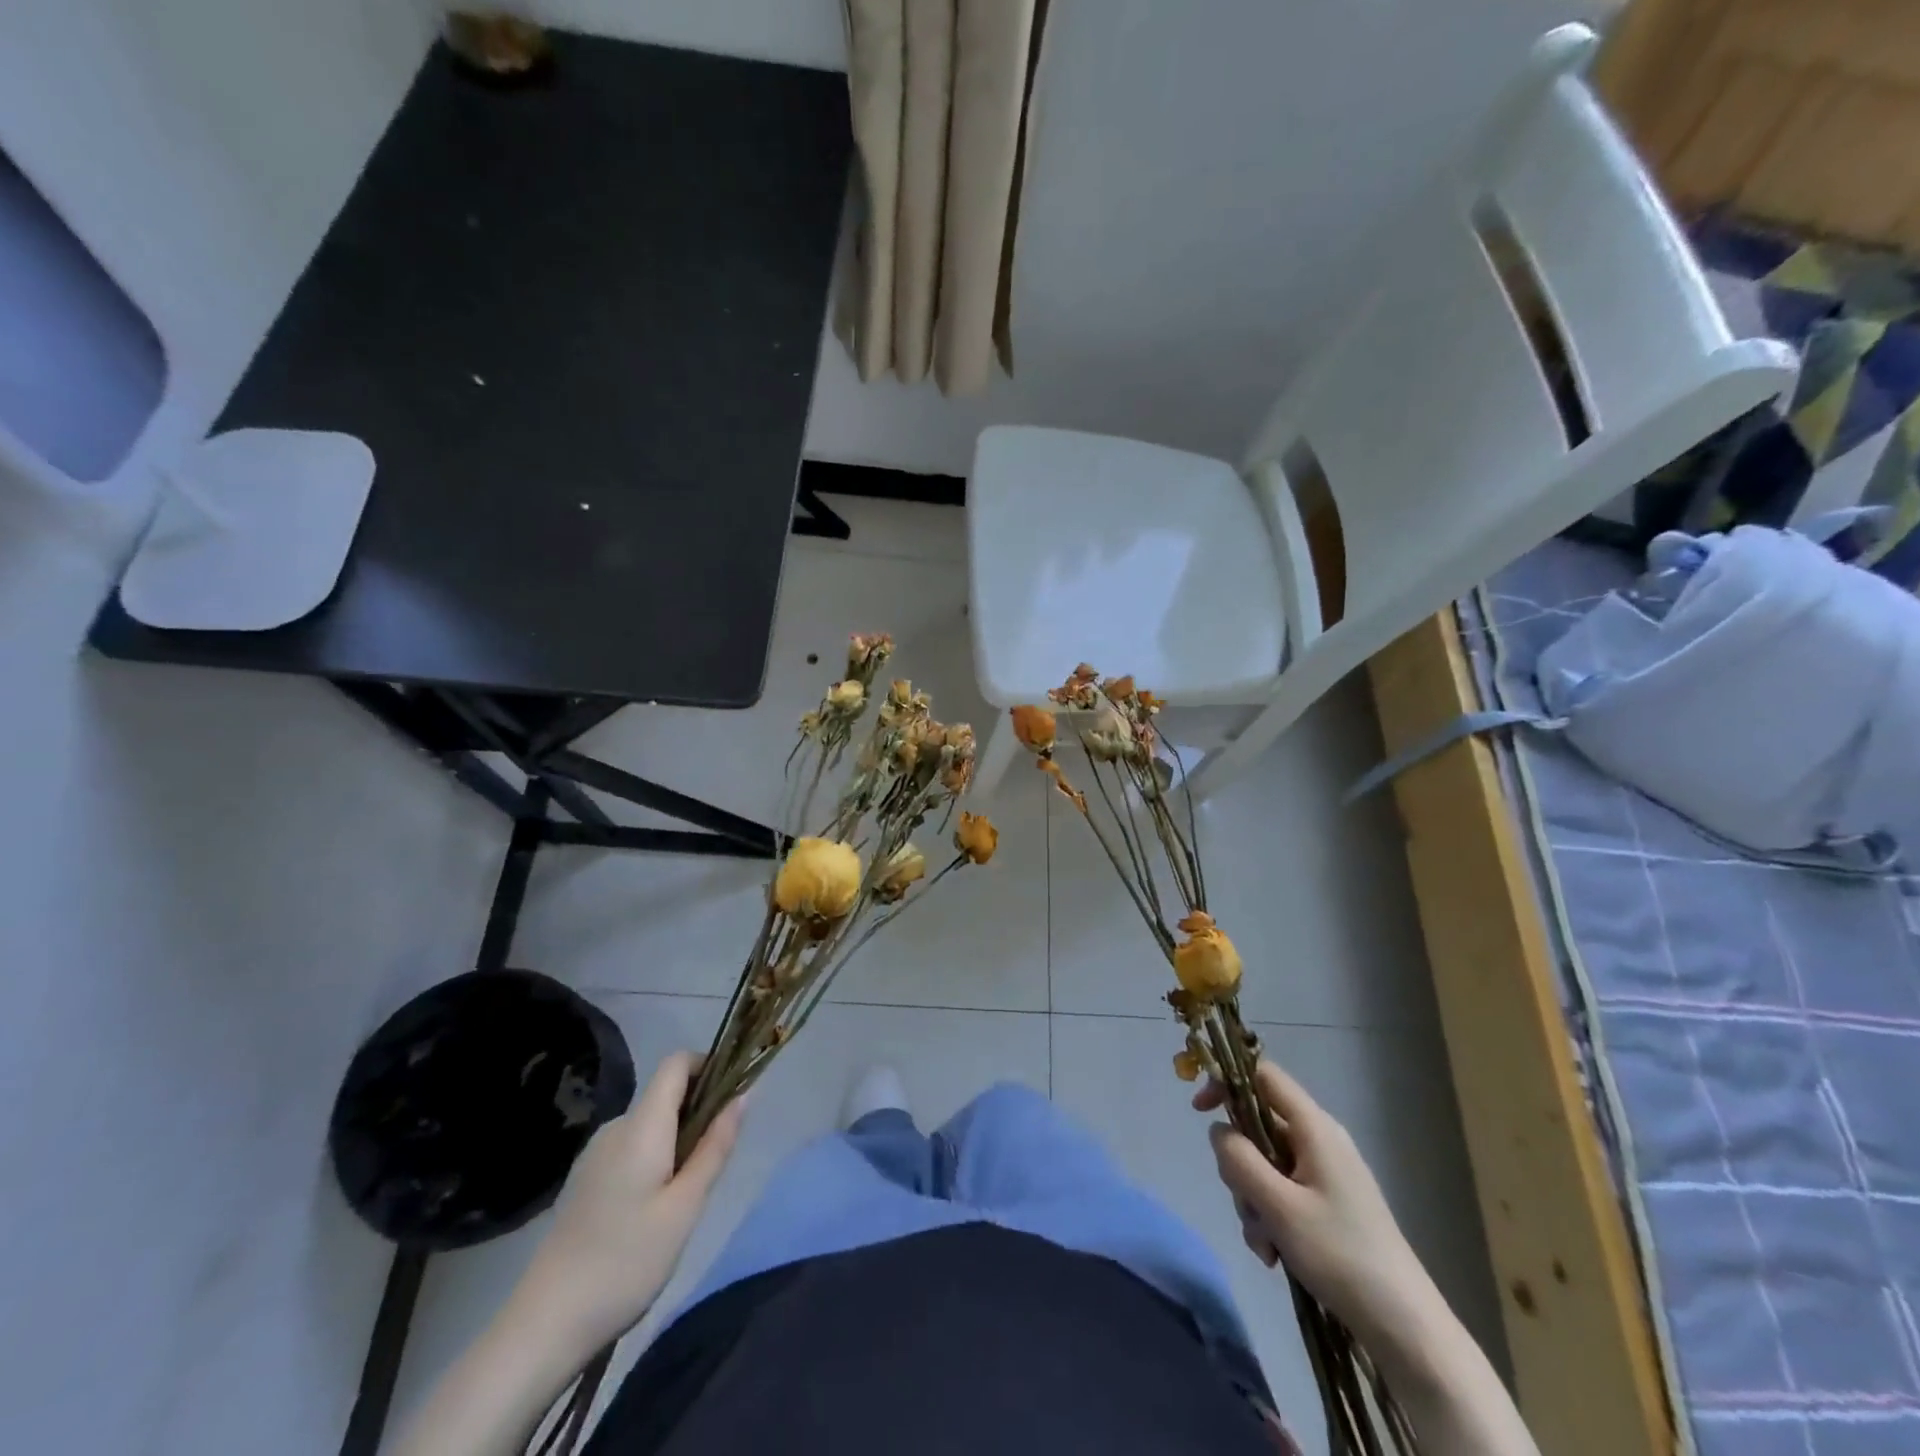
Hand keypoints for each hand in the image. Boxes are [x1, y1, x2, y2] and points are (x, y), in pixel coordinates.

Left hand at [512, 1052, 743, 1357]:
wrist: (544, 1325)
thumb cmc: (625, 1262)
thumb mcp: (685, 1207)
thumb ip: (715, 1147)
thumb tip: (742, 1096)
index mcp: (641, 1125)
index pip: (677, 1063)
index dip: (708, 1067)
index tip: (731, 1100)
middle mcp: (616, 1128)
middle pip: (666, 1095)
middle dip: (698, 1114)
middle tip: (712, 1167)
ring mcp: (595, 1154)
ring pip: (651, 1126)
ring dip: (678, 1142)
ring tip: (683, 1199)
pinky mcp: (585, 1180)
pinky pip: (632, 1149)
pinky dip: (654, 1160)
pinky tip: (651, 1213)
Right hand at [1197, 1058, 1437, 1347]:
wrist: (1405, 1327)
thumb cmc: (1340, 1255)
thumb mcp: (1278, 1206)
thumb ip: (1239, 1159)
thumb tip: (1218, 1131)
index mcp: (1314, 1128)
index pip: (1263, 1075)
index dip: (1227, 1081)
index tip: (1200, 1111)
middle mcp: (1320, 1142)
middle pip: (1258, 1127)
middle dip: (1240, 1165)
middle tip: (1245, 1202)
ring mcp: (1325, 1175)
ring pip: (1265, 1165)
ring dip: (1253, 1201)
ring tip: (1266, 1244)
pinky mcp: (1328, 1205)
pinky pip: (1282, 1194)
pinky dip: (1270, 1219)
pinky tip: (1276, 1256)